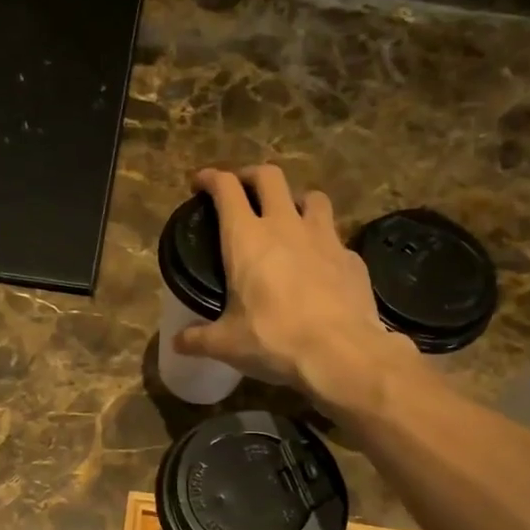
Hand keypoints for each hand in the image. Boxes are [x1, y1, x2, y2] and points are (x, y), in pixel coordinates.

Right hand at [175, 164, 409, 409]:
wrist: (341, 353)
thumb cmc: (274, 340)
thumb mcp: (226, 344)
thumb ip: (198, 339)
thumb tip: (177, 343)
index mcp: (247, 239)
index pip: (226, 189)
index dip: (211, 179)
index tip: (201, 183)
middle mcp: (286, 226)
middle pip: (270, 177)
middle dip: (252, 176)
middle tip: (243, 189)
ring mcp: (325, 238)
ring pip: (312, 197)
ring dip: (296, 200)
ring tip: (289, 218)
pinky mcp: (352, 258)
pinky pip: (336, 239)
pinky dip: (324, 244)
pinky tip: (320, 265)